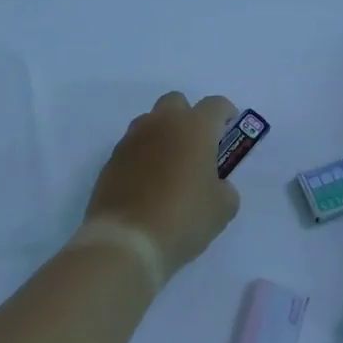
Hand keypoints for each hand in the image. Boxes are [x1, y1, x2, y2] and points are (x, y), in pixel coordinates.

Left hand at [84, 92, 240, 279]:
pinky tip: (149, 182)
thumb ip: (225, 187)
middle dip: (189, 117)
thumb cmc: (183, 218)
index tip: (230, 128)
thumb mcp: (222, 208)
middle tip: (198, 146)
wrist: (127, 240)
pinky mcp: (112, 158)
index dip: (226, 114)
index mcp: (194, 127)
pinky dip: (144, 155)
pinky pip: (133, 146)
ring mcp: (132, 139)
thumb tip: (215, 184)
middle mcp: (162, 123)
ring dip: (163, 134)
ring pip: (151, 121)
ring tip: (171, 166)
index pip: (215, 105)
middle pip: (177, 102)